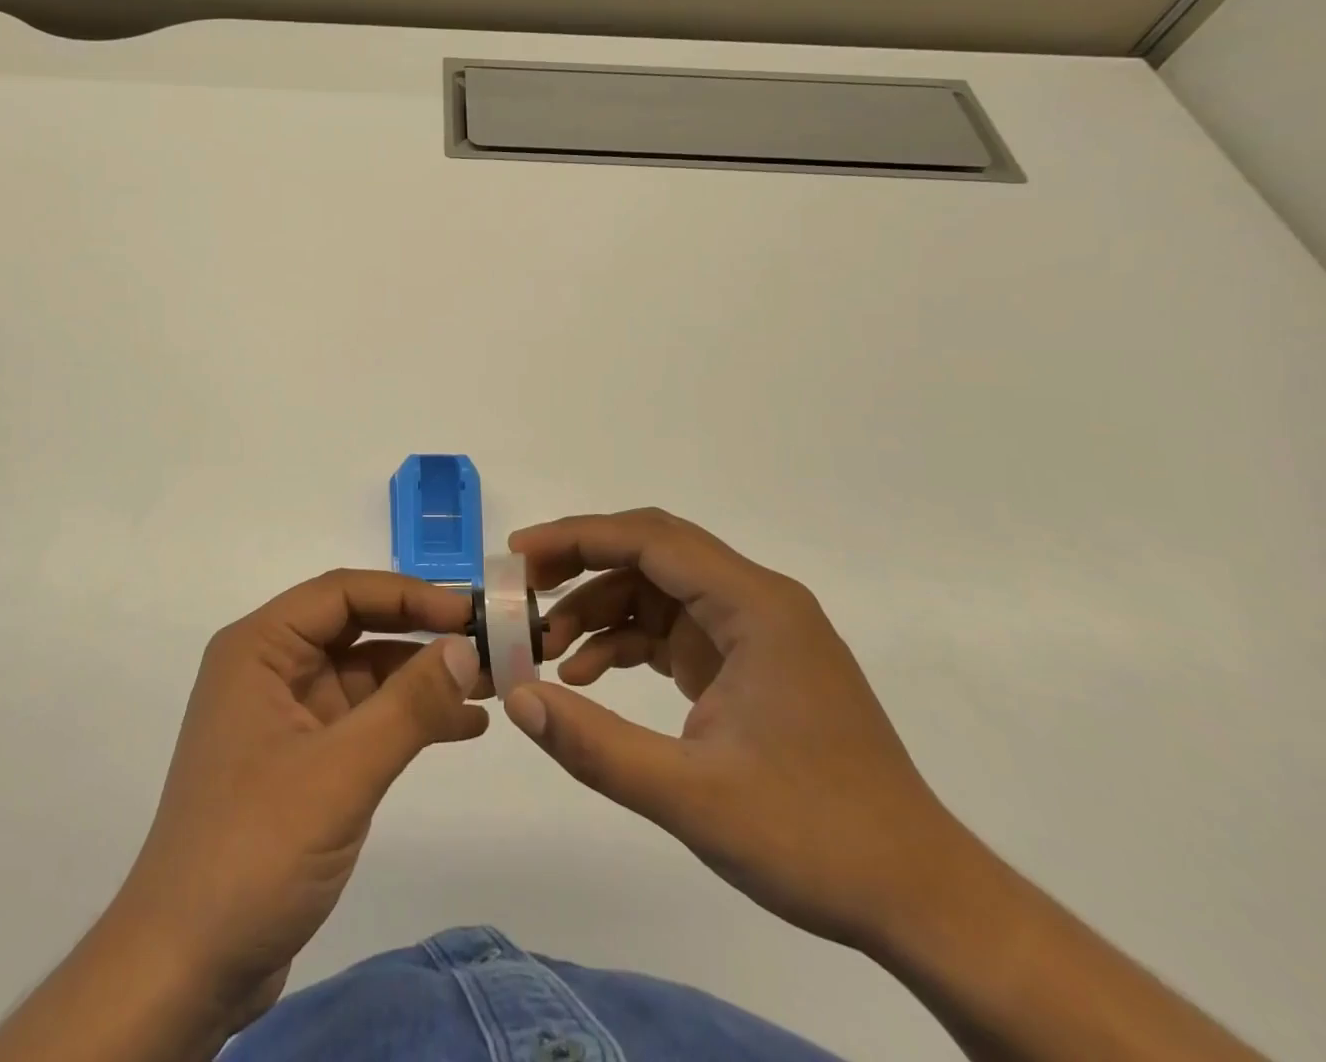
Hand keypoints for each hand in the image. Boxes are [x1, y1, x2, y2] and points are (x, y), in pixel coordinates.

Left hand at [110, 571, 486, 1022]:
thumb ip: (408, 705)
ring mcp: (285, 714)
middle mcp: (269, 668)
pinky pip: (363, 718)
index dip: (409, 594)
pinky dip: (409, 718)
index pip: (341, 593)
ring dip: (423, 677)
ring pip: (364, 673)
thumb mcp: (340, 772)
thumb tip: (466, 646)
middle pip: (355, 627)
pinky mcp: (301, 758)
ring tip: (491, 683)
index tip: (471, 611)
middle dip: (421, 633)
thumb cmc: (253, 849)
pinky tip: (463, 725)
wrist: (186, 965)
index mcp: (259, 648)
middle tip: (491, 642)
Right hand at [503, 508, 966, 951]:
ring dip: (597, 609)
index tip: (518, 556)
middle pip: (651, 552)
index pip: (650, 540)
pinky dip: (624, 642)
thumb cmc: (816, 839)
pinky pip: (670, 629)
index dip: (577, 537)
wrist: (922, 901)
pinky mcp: (746, 663)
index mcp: (755, 607)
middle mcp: (756, 602)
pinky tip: (586, 676)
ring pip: (656, 590)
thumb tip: (516, 697)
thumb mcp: (693, 798)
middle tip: (522, 589)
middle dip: (581, 563)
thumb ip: (596, 746)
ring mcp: (753, 632)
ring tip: (544, 648)